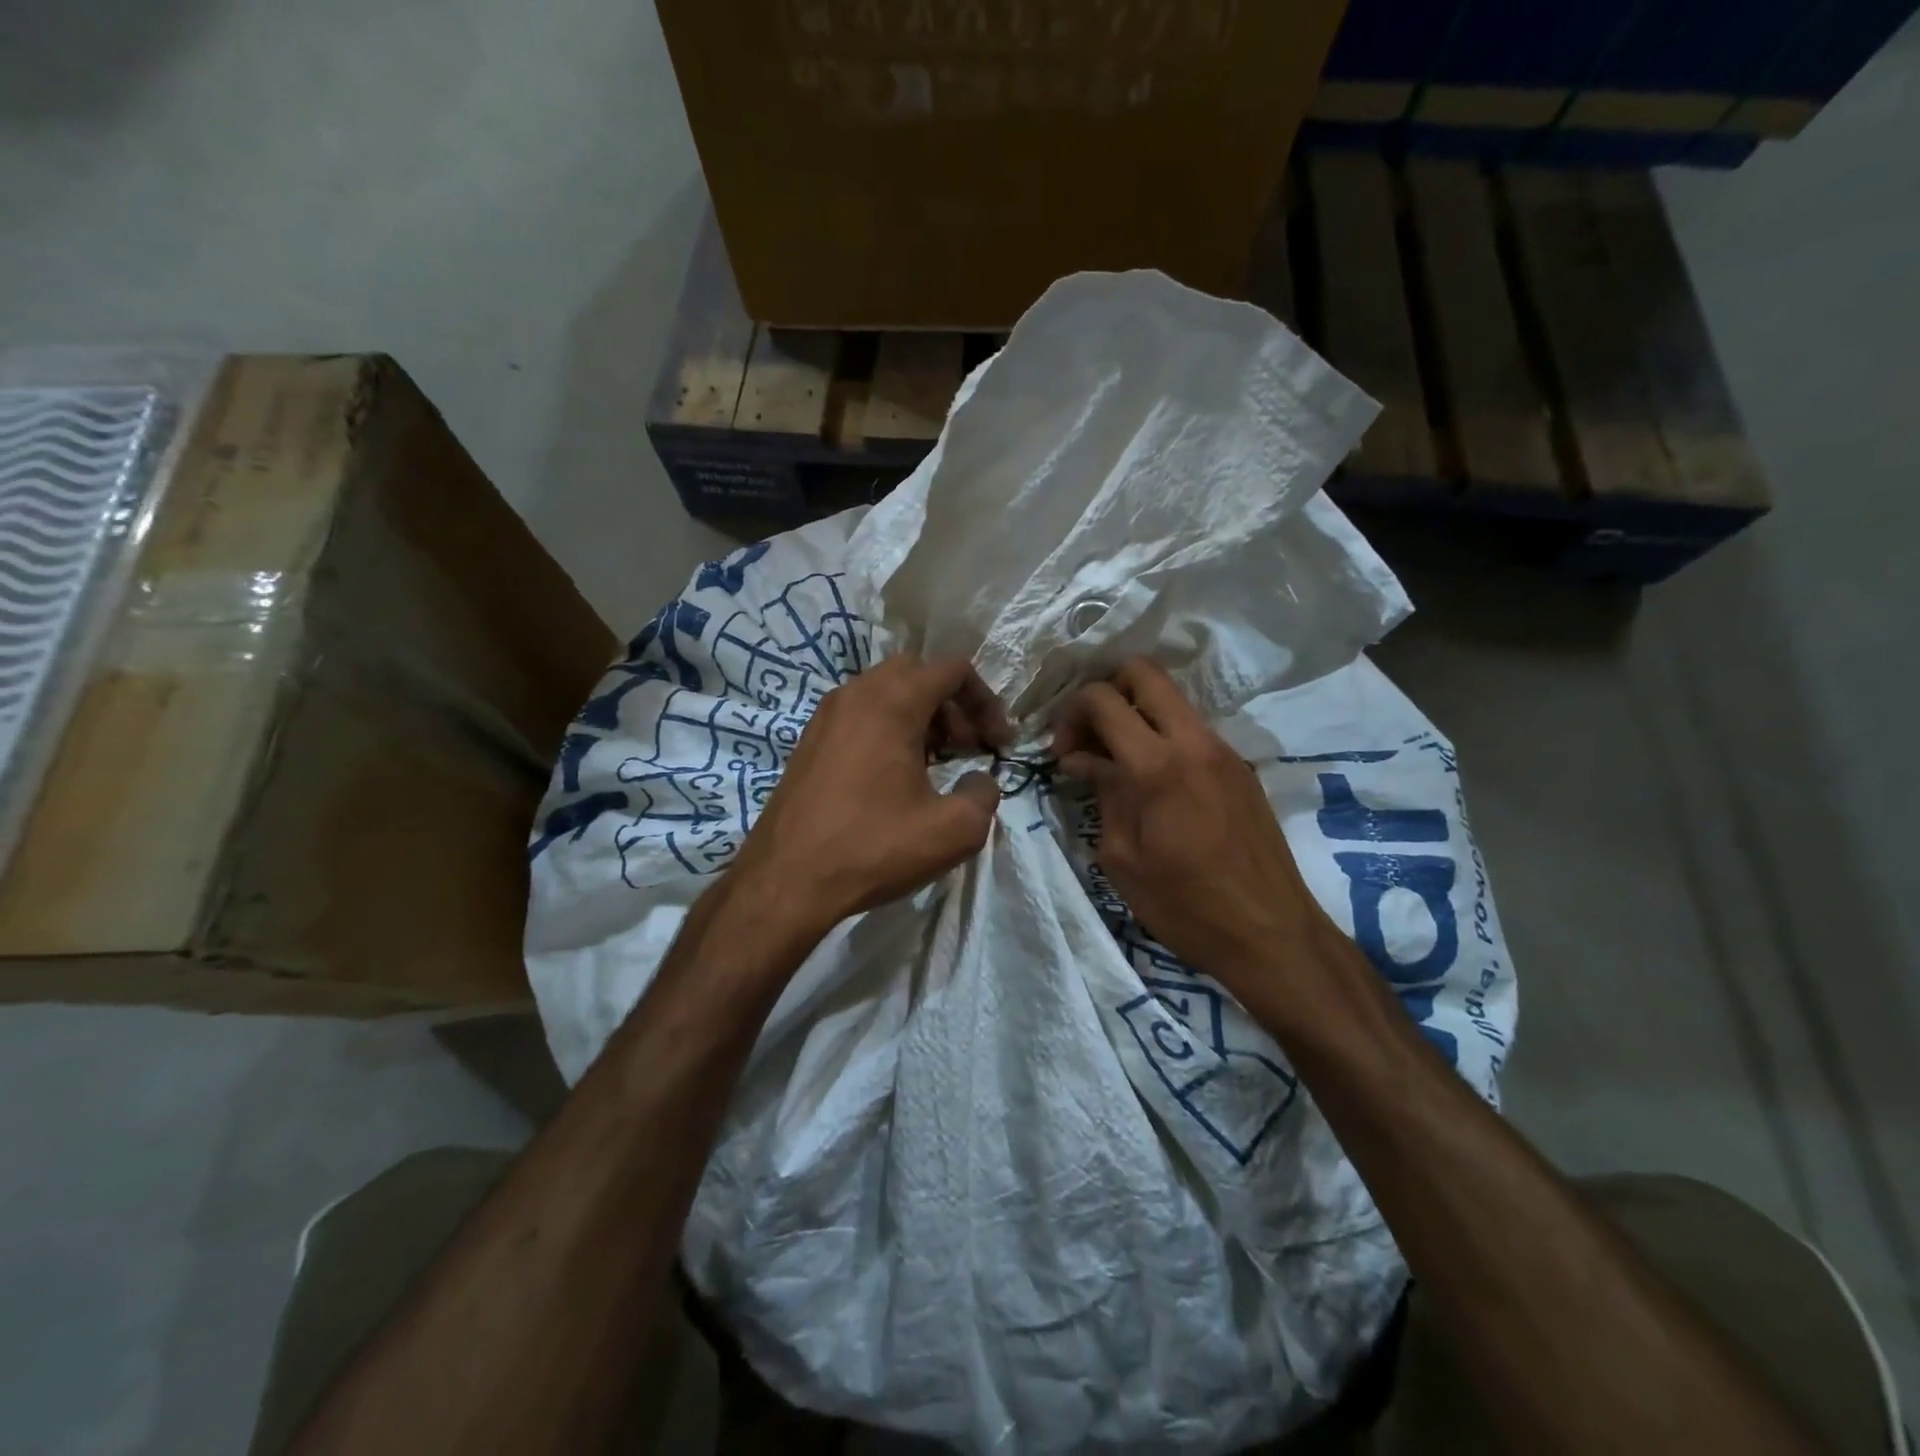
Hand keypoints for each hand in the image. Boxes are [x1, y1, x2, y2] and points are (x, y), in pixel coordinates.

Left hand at [731, 655, 1010, 933]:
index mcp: (893, 702)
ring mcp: (826, 715)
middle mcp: (856, 694)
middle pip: (918, 673)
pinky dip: (887, 728)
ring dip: (920, 716)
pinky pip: (860, 714)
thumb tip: (980, 781)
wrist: (786, 880)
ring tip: (934, 764)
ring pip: (885, 692)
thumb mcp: (953, 830)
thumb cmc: (873, 847)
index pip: (952, 669)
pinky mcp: (809, 741)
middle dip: (951, 704)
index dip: (986, 701)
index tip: (996, 744)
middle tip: (966, 748)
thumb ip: (984, 794)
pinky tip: (894, 777)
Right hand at [1053, 659, 1334, 992]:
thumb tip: (1082, 759)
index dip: (1071, 714)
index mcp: (1158, 765)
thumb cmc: (1185, 906)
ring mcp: (1224, 750)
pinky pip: (1191, 729)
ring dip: (1135, 715)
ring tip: (1115, 763)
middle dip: (1105, 691)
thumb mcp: (1123, 857)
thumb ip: (1103, 794)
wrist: (1271, 935)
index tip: (1061, 752)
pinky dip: (1162, 737)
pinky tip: (1151, 782)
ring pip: (1171, 699)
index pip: (1103, 699)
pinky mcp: (1240, 767)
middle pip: (1144, 672)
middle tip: (1089, 737)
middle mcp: (1195, 741)